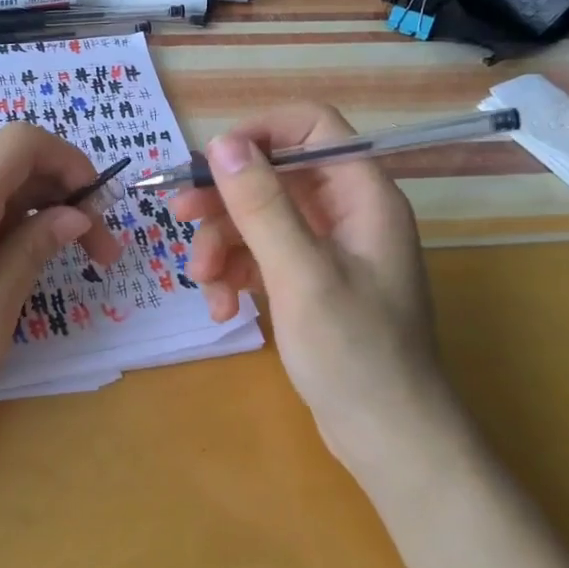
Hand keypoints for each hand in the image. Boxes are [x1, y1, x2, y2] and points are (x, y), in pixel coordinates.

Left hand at [0, 123, 122, 446]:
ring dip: (31, 222)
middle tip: (98, 257)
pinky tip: (0, 279)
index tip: (96, 207)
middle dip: (62, 200)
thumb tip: (73, 214)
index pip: (22, 142)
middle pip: (9, 170)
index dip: (68, 159)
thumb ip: (32, 253)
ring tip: (52, 272)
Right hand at [171, 103, 451, 463]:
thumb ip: (261, 204)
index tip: (211, 160)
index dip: (260, 133)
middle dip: (225, 198)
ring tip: (204, 283)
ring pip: (261, 218)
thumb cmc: (354, 353)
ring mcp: (328, 249)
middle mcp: (347, 212)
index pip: (312, 127)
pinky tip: (223, 308)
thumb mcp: (300, 273)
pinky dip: (237, 274)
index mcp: (362, 196)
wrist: (389, 440)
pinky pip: (263, 256)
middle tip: (179, 216)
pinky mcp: (310, 281)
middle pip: (275, 175)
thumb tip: (222, 143)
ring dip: (223, 244)